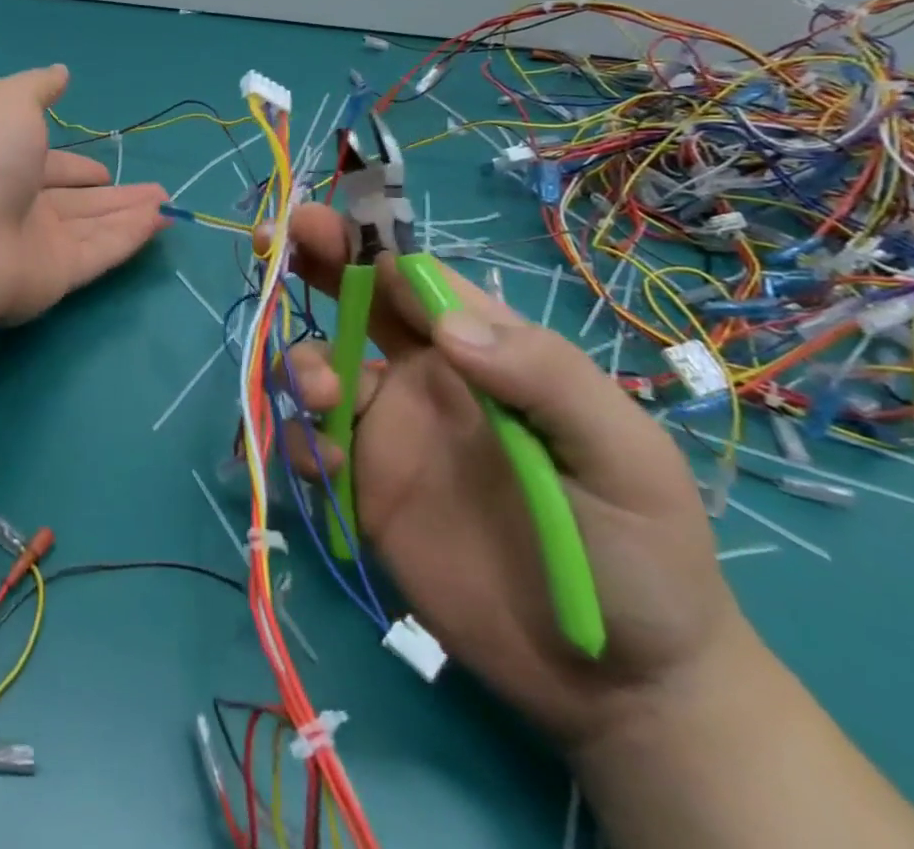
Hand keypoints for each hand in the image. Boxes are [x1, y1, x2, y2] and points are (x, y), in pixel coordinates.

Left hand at [0, 66, 169, 324]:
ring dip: (132, 214)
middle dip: (115, 194)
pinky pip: (102, 251)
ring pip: (96, 227)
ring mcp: (40, 243)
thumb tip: (60, 72)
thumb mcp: (9, 101)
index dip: (77, 168)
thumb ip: (38, 87)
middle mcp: (23, 206)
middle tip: (155, 190)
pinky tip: (160, 222)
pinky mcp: (58, 275)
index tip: (105, 170)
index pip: (50, 168)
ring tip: (169, 205)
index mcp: (7, 165)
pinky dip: (131, 236)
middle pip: (79, 201)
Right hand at [276, 203, 751, 751]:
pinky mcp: (364, 486)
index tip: (319, 227)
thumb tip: (447, 327)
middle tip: (272, 239)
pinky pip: (312, 442)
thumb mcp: (620, 456)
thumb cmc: (640, 553)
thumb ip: (544, 378)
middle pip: (357, 303)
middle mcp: (426, 378)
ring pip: (321, 367)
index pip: (417, 279)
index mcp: (484, 353)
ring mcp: (390, 431)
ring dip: (304, 364)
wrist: (619, 686)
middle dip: (314, 264)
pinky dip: (301, 438)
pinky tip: (326, 462)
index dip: (367, 246)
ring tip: (320, 395)